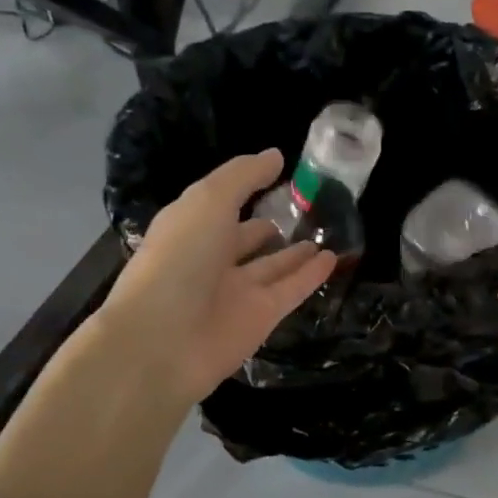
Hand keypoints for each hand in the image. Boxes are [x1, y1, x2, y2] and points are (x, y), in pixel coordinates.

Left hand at [96, 149, 334, 404]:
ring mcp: (236, 292)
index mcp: (190, 227)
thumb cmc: (179, 260)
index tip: (280, 174)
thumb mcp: (208, 202)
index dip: (247, 188)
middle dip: (270, 226)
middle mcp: (211, 259)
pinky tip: (333, 259)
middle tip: (308, 210)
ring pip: (273, 266)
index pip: (222, 204)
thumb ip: (243, 177)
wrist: (164, 341)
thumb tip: (276, 156)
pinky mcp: (260, 318)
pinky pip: (291, 290)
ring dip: (296, 252)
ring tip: (326, 233)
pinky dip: (311, 276)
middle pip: (246, 239)